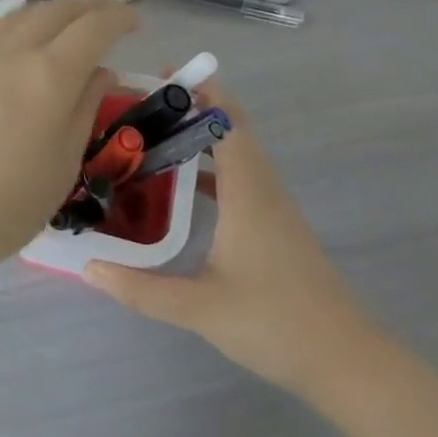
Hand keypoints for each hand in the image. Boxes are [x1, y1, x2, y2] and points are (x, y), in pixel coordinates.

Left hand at [0, 0, 136, 270]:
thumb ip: (84, 110)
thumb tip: (101, 72)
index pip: (94, 27)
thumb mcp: (63, 164)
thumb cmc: (6, 203)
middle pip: (57, 11)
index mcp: (51, 74)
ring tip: (63, 24)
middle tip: (107, 17)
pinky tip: (5, 36)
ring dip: (49, 11)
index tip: (135, 22)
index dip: (118, 18)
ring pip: (19, 15)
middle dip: (88, 7)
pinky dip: (3, 24)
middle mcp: (15, 50)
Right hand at [83, 79, 393, 400]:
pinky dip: (213, 165)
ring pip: (238, 153)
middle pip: (233, 129)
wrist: (348, 363)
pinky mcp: (276, 226)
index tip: (164, 72)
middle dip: (195, 105)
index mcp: (248, 192)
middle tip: (144, 101)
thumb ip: (142, 289)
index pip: (227, 121)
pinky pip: (241, 177)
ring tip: (155, 134)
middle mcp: (263, 188)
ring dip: (203, 134)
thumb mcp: (201, 309)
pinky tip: (182, 185)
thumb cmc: (276, 324)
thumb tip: (89, 268)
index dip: (201, 90)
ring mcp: (273, 207)